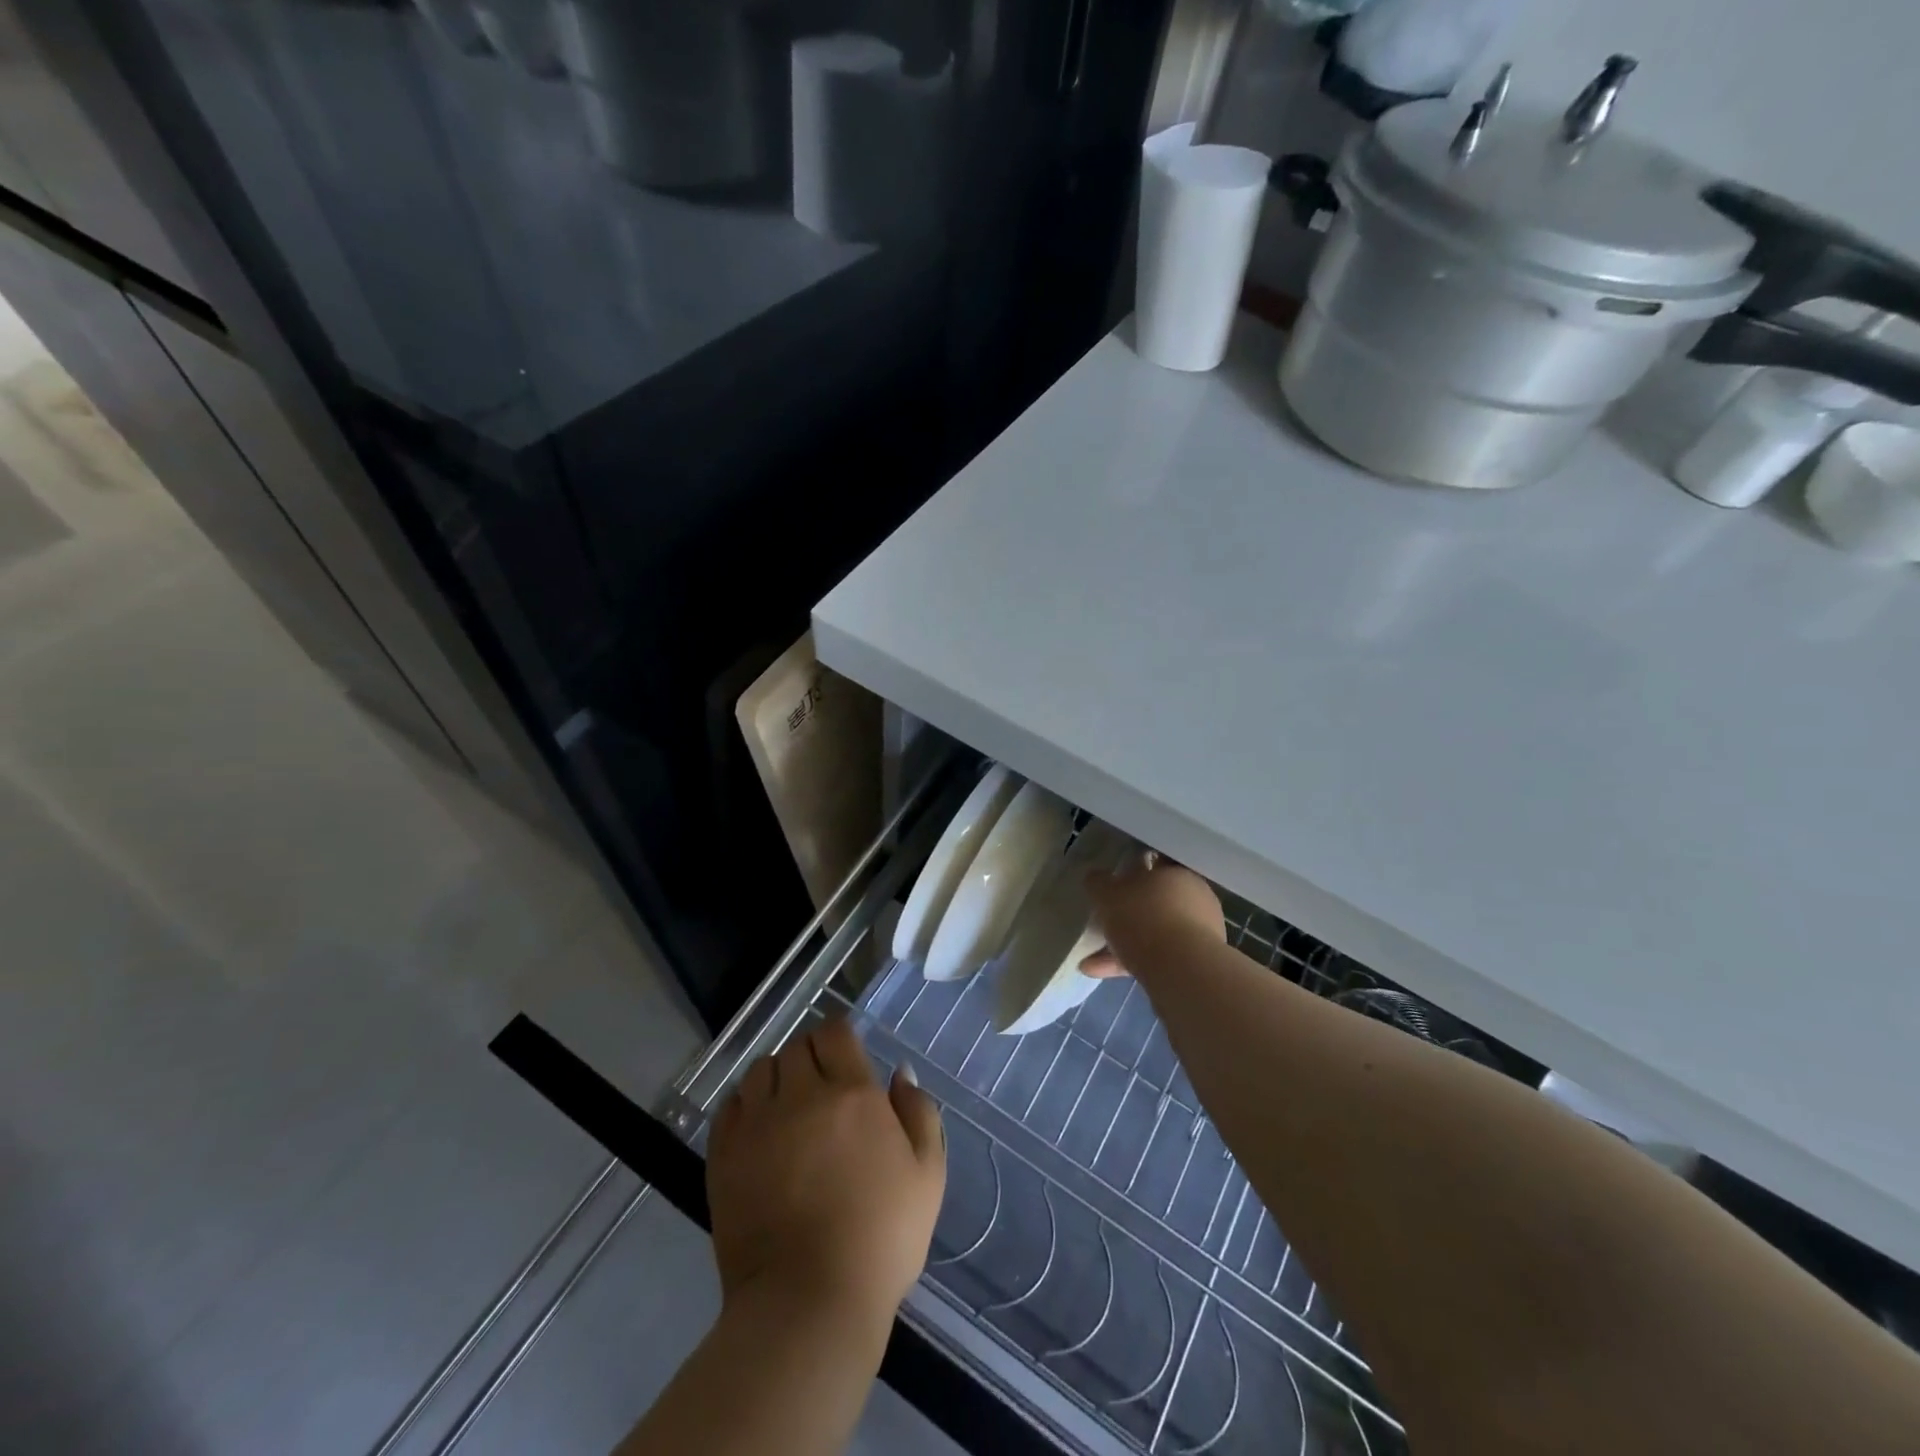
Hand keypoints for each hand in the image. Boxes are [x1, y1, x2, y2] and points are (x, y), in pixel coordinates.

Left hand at [707, 1018, 945, 1332]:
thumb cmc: (881, 1239)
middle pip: (796, 1046)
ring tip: (787, 1105)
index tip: (844, 1055)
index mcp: (852, 1093)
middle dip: (810, 1056)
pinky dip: (744, 1105)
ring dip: (776, 1077)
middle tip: (820, 1086)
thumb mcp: (927, 1175)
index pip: (834, 1031)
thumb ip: (919, 1112)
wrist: (809, 1303)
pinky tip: (759, 1129)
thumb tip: (899, 1073)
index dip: (839, 1035)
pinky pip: (729, 1106)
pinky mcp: (723, 1156)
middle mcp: (800, 1095)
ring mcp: (757, 1124)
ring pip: (759, 1069)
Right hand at [1080, 853, 1224, 977]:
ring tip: (1090, 959)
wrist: (1181, 970)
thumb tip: (1095, 878)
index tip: (1113, 884)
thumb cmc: (1144, 917)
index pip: (1155, 865)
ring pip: (1154, 933)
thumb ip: (1099, 883)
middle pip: (1154, 902)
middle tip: (1103, 922)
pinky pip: (1156, 958)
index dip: (1133, 872)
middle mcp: (1195, 899)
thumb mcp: (1108, 893)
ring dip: (1123, 944)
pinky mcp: (1194, 963)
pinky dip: (1130, 963)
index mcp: (1178, 873)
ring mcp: (1198, 934)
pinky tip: (1101, 972)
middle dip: (1127, 914)